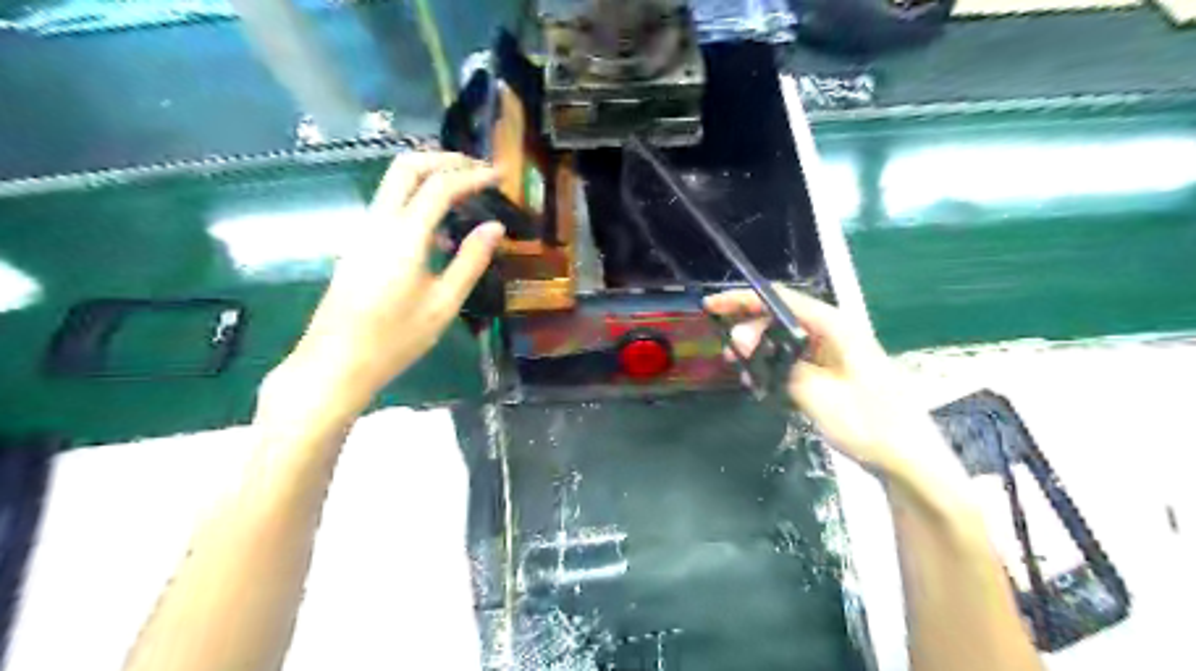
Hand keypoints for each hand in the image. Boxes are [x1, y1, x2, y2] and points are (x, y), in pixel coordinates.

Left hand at [295, 152, 509, 401]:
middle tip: (478, 170)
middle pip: (407, 166)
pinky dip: (418, 200)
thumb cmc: (395, 338)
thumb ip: (471, 261)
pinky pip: (391, 206)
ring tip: (467, 194)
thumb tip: (495, 226)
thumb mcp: (443, 303)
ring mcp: (364, 231)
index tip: (500, 176)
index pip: (440, 186)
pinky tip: (441, 232)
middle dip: (445, 159)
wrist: (335, 362)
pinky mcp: (359, 244)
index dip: (473, 175)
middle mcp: (379, 222)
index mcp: (404, 236)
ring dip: (431, 176)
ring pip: (395, 182)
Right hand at [702, 288, 949, 475]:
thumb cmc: (869, 423)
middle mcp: (833, 333)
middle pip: (780, 319)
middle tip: (728, 355)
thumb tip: (739, 338)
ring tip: (740, 371)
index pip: (781, 299)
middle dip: (749, 332)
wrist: (908, 461)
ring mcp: (833, 354)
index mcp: (835, 326)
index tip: (711, 306)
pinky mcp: (831, 374)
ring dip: (759, 354)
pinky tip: (761, 386)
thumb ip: (777, 363)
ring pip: (784, 342)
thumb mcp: (817, 393)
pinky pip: (794, 362)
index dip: (743, 299)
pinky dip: (774, 370)